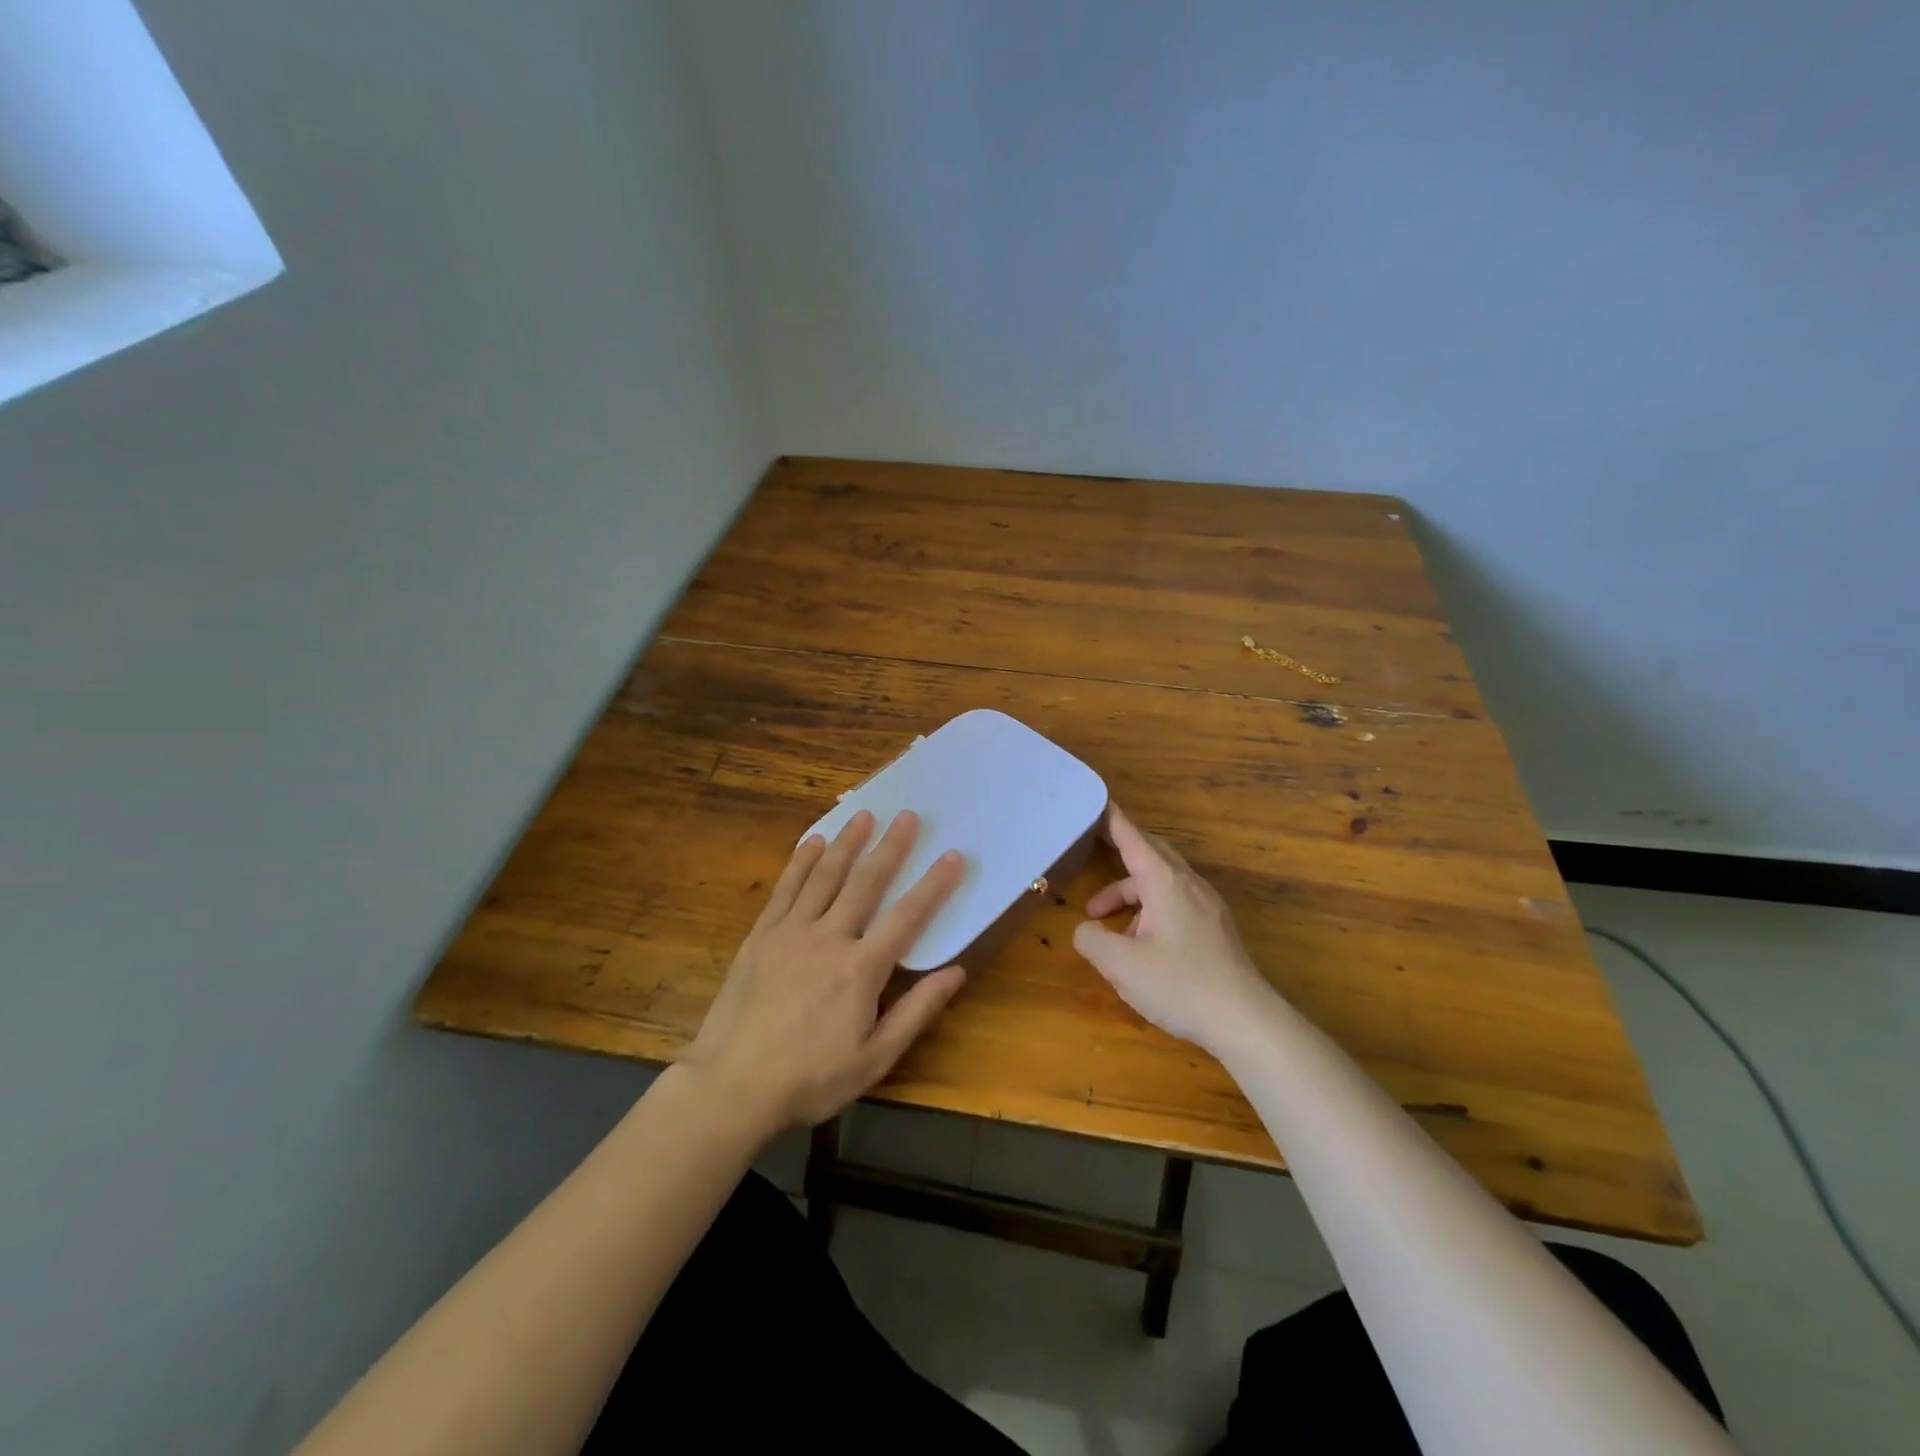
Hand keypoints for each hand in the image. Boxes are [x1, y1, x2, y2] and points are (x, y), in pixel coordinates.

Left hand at [682, 809, 966, 1138]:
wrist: (731, 1087)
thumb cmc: (809, 1079)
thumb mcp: (874, 1058)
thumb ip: (916, 1011)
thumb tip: (955, 972)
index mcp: (861, 969)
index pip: (907, 916)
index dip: (933, 884)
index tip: (952, 855)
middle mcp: (828, 938)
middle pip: (865, 882)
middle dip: (890, 847)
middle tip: (907, 815)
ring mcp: (790, 933)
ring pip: (824, 876)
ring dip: (846, 843)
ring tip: (864, 814)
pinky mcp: (760, 937)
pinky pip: (785, 889)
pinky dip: (800, 862)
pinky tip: (811, 842)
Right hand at [1073, 804, 1277, 1053]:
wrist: (1246, 1021)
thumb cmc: (1180, 985)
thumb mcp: (1121, 965)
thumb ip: (1092, 940)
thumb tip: (1086, 929)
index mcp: (1165, 882)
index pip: (1133, 838)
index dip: (1112, 820)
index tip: (1096, 801)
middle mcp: (1189, 885)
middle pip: (1151, 854)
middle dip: (1119, 853)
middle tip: (1090, 851)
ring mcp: (1207, 906)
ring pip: (1162, 883)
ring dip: (1130, 892)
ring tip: (1103, 923)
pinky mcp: (1215, 929)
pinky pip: (1176, 902)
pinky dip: (1149, 909)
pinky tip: (1139, 943)